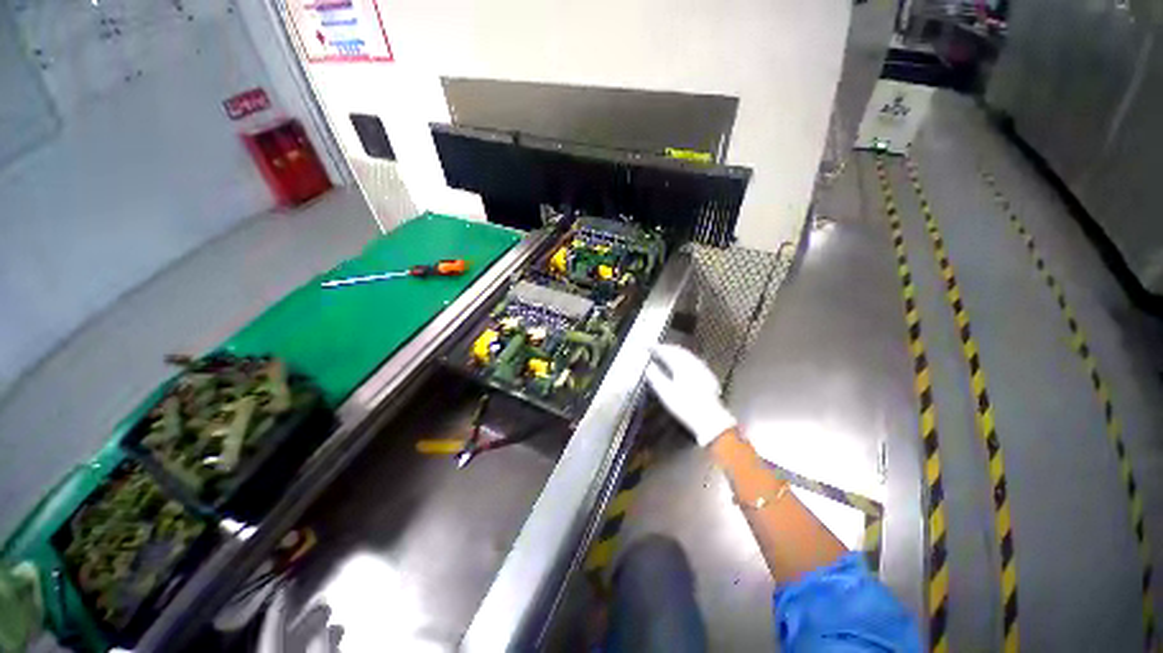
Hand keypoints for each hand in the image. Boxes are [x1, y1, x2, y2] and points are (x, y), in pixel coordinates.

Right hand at [644, 344, 736, 446]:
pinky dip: (684, 358)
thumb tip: (648, 366)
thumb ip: (655, 376)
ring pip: (687, 354)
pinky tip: (683, 364)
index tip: (647, 347)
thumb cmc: (686, 406)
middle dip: (666, 348)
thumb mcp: (665, 392)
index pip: (666, 351)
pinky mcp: (707, 376)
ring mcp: (702, 369)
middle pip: (678, 350)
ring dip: (675, 352)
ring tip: (667, 353)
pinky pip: (693, 360)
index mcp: (681, 365)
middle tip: (656, 348)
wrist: (710, 419)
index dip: (655, 348)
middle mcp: (693, 363)